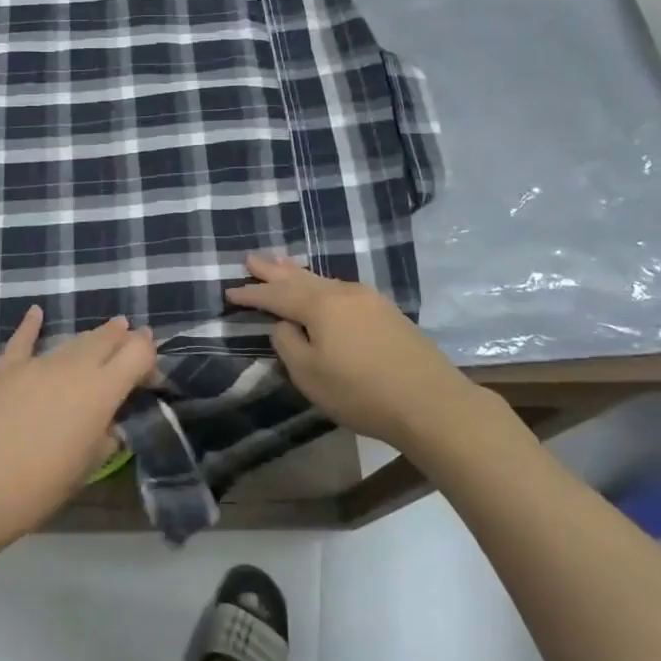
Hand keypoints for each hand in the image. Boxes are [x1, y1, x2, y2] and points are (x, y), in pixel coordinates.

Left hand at [0, 308, 156, 542]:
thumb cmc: (42, 486)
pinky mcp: (6, 368)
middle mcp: (75, 367)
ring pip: (73, 341)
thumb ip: (107, 436)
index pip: (138, 352)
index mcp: (102, 391)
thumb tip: (110, 423)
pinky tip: (36, 312)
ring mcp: (38, 364)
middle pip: (107, 338)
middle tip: (132, 341)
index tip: (149, 373)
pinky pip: (23, 340)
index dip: (149, 356)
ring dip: (91, 338)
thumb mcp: (89, 466)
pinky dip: (31, 325)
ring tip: (102, 334)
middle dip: (123, 338)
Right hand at [226, 254, 471, 451]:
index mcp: (319, 305)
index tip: (230, 290)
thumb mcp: (310, 375)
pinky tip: (321, 288)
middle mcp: (342, 293)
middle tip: (251, 258)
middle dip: (273, 270)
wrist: (430, 401)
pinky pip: (340, 289)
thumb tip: (284, 325)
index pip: (276, 295)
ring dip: (298, 273)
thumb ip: (288, 344)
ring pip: (322, 280)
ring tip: (282, 264)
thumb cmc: (361, 391)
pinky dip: (321, 285)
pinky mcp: (386, 312)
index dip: (252, 294)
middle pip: (299, 277)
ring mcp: (368, 299)